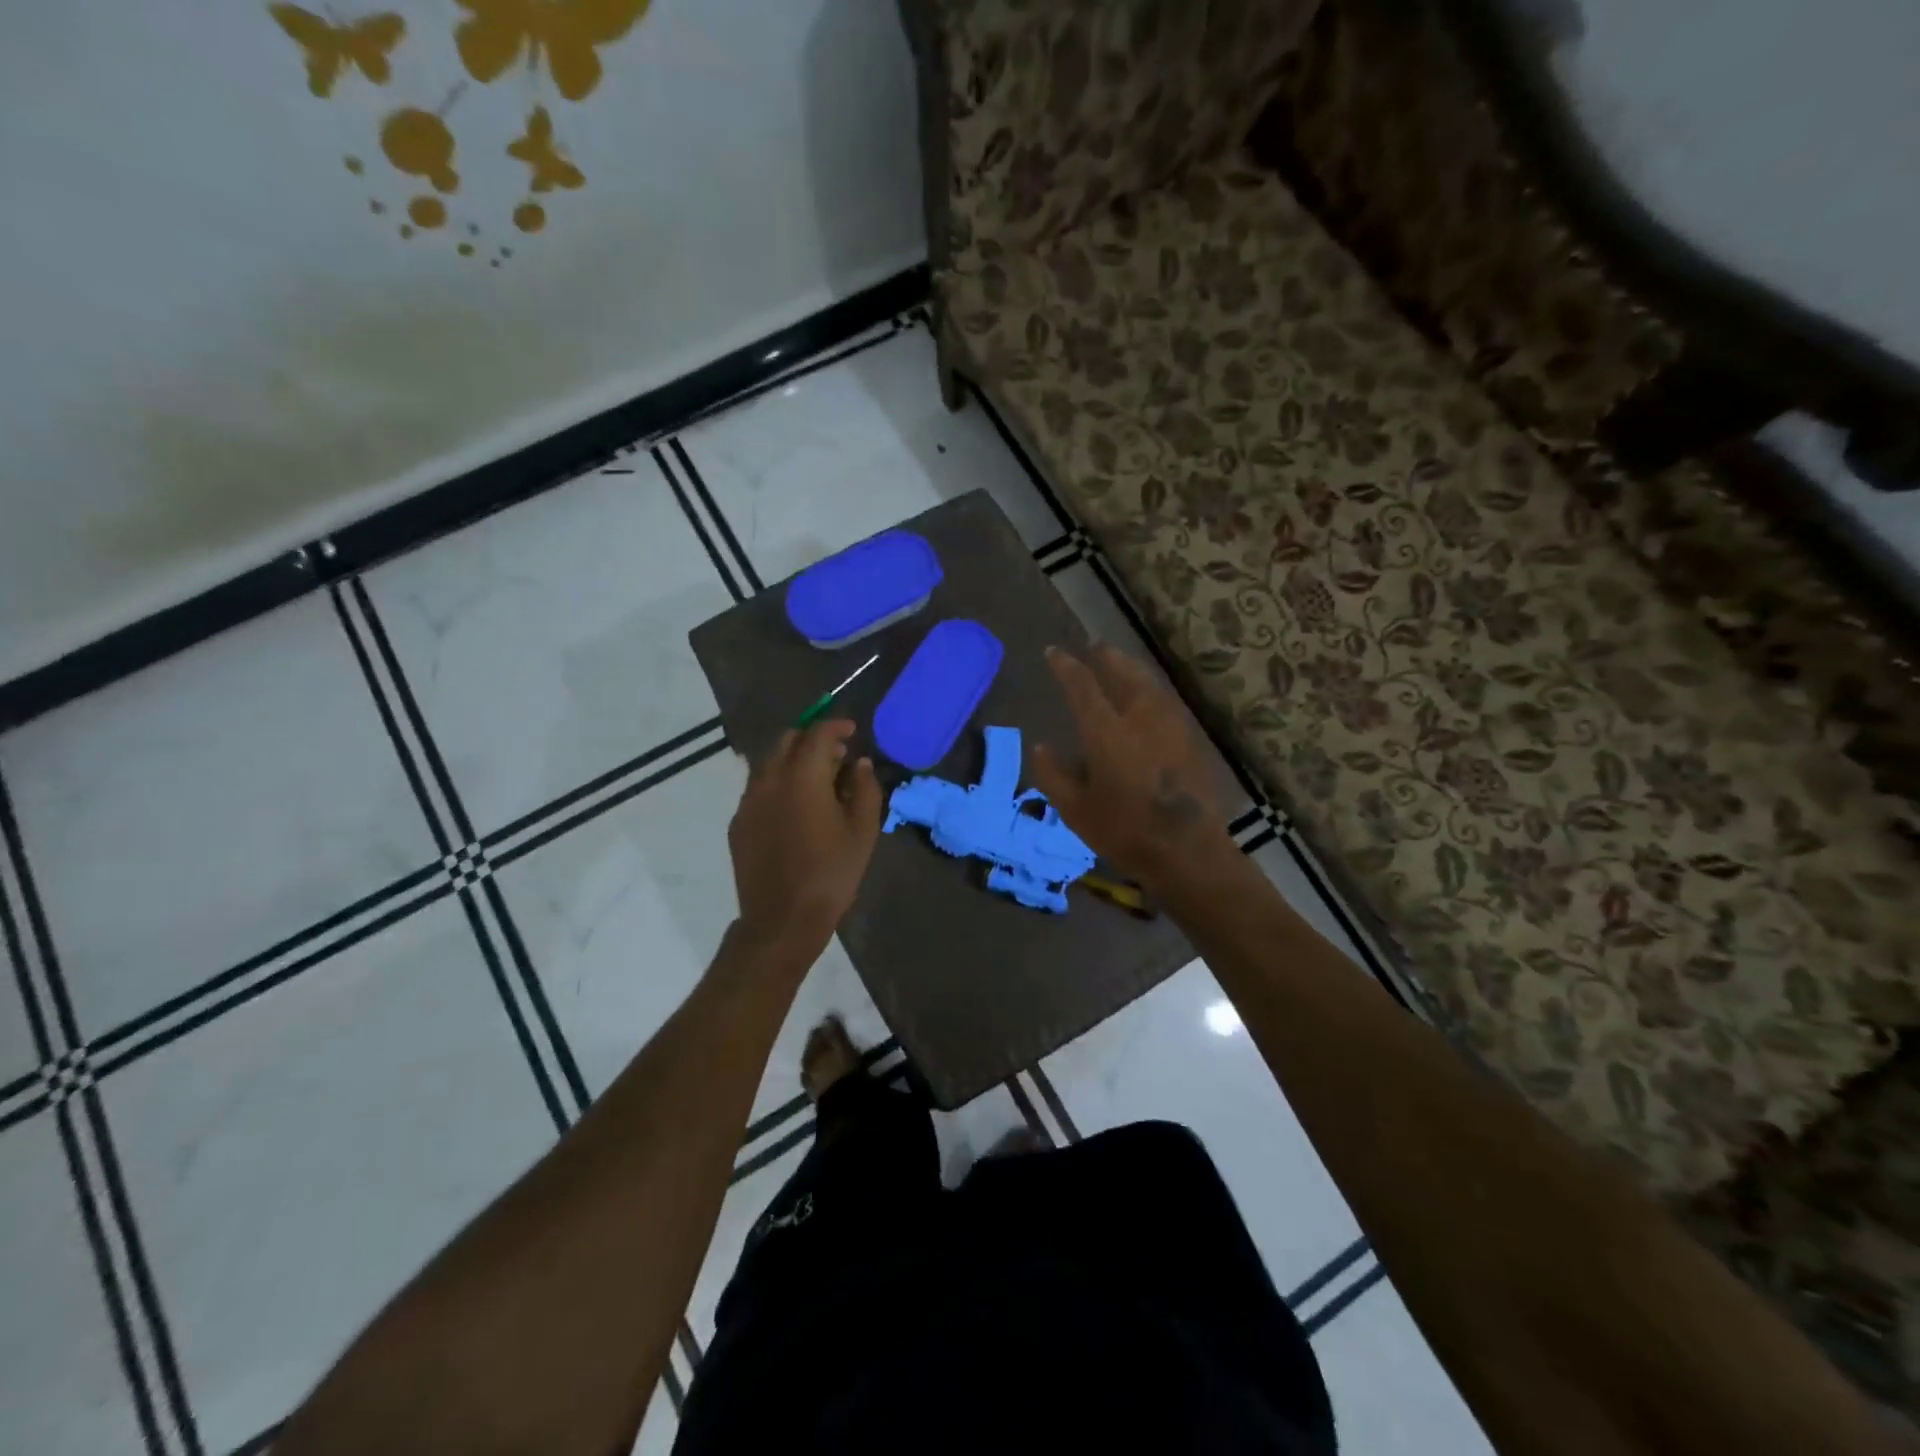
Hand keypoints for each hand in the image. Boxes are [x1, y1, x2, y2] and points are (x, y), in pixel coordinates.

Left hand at [728, 720, 881, 959]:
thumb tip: (859, 763)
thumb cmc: (831, 873)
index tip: (851, 731)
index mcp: (802, 777)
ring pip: (769, 763)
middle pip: (787, 741)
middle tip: (836, 755)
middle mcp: (769, 780)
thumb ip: (865, 788)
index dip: (836, 726)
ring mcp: (748, 801)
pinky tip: (794, 807)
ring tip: (817, 780)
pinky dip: (778, 783)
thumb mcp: (863, 830)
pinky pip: (758, 788)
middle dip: (812, 739)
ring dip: (793, 760)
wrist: (782, 919)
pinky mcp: (738, 823)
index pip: (817, 733)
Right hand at [1031, 644, 1229, 890]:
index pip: (1082, 686)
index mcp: (1107, 732)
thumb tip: (1041, 747)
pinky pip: (1168, 704)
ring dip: (1133, 671)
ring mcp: (1172, 727)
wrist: (1188, 852)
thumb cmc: (1124, 832)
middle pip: (1125, 674)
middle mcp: (1141, 719)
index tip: (1054, 652)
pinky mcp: (1193, 741)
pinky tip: (1150, 701)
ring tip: (1122, 666)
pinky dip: (1153, 693)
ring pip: (1151, 685)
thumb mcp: (1075, 810)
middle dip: (1108, 658)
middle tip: (1096, 647)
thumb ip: (1053, 775)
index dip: (1066, 666)